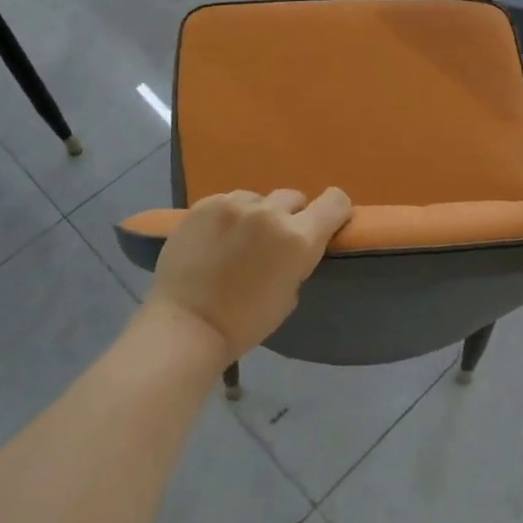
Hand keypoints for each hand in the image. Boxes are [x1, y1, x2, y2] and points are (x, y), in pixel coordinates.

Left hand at [140, 188, 353, 363]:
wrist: (187, 324)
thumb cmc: (245, 322)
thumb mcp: (290, 294)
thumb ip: (297, 259)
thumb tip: (291, 245)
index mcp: (299, 238)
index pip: (335, 202)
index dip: (334, 210)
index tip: (325, 223)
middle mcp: (270, 213)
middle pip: (294, 197)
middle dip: (290, 216)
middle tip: (273, 241)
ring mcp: (234, 204)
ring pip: (258, 198)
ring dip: (256, 214)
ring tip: (239, 240)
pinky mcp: (205, 205)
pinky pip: (227, 202)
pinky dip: (228, 217)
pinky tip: (215, 239)